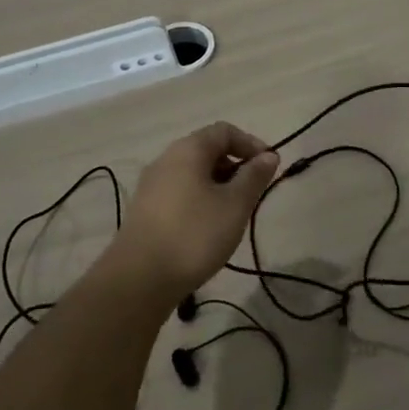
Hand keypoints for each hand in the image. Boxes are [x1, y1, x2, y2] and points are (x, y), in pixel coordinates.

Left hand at [112, 122, 279, 297]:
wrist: (138, 279)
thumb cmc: (194, 235)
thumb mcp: (234, 205)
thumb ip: (254, 177)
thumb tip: (269, 155)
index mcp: (188, 149)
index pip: (224, 131)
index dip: (251, 144)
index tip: (270, 167)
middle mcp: (166, 159)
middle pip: (207, 150)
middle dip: (234, 167)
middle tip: (252, 194)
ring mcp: (151, 184)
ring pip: (192, 173)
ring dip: (217, 186)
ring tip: (232, 215)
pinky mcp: (144, 209)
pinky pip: (179, 192)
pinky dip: (199, 200)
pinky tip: (206, 229)